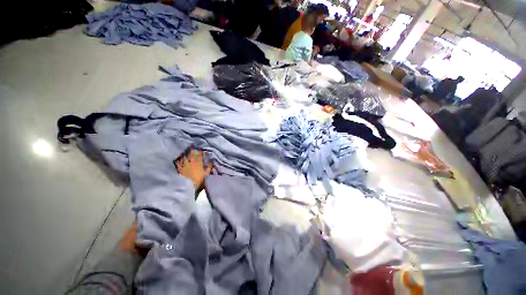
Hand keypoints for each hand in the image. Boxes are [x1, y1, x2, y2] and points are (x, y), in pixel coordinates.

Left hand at [174, 148, 212, 192]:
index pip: (199, 155)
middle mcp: (191, 163)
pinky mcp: (179, 170)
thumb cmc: (200, 180)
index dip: (199, 150)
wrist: (190, 187)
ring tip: (185, 150)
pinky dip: (178, 160)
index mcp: (198, 163)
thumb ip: (209, 166)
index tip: (199, 147)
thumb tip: (211, 159)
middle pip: (190, 154)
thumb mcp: (207, 173)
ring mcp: (184, 166)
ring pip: (184, 157)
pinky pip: (178, 163)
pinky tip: (177, 158)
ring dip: (185, 153)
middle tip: (191, 146)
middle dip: (191, 150)